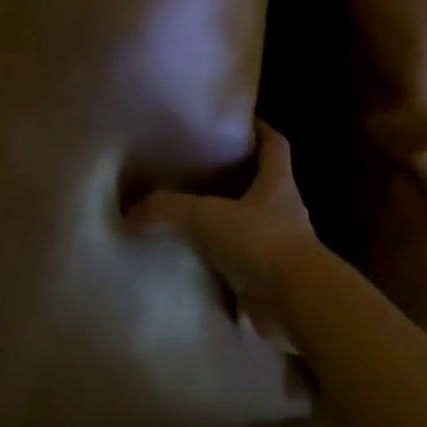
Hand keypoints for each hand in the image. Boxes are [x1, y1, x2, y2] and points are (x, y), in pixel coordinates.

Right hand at [128, 120, 319, 348]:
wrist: (296, 304)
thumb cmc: (260, 241)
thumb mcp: (206, 216)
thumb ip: (167, 209)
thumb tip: (130, 213)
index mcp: (278, 182)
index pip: (275, 144)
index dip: (259, 129)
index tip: (238, 122)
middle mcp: (285, 211)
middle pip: (262, 185)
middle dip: (235, 179)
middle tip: (197, 173)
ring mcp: (281, 249)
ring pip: (252, 228)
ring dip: (227, 226)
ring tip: (190, 221)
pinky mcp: (273, 284)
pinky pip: (243, 269)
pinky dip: (223, 268)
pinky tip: (196, 267)